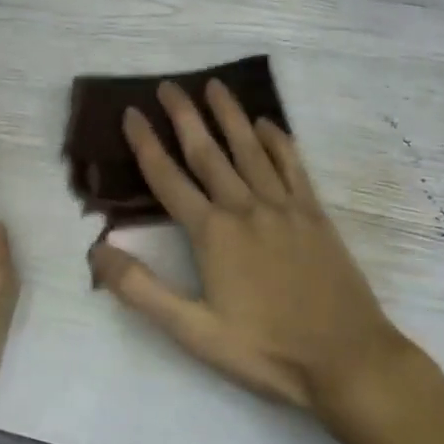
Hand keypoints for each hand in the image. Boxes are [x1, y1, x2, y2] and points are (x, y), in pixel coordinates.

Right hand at [88, 80, 408, 414]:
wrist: (347, 359)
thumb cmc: (266, 349)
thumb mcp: (194, 332)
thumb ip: (141, 290)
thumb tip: (96, 252)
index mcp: (212, 233)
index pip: (168, 178)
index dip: (146, 144)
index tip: (132, 113)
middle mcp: (245, 207)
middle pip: (207, 152)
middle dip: (185, 115)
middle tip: (169, 85)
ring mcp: (283, 206)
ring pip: (250, 148)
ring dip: (229, 114)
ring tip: (214, 85)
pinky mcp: (314, 213)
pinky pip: (292, 164)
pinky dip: (278, 140)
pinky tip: (267, 123)